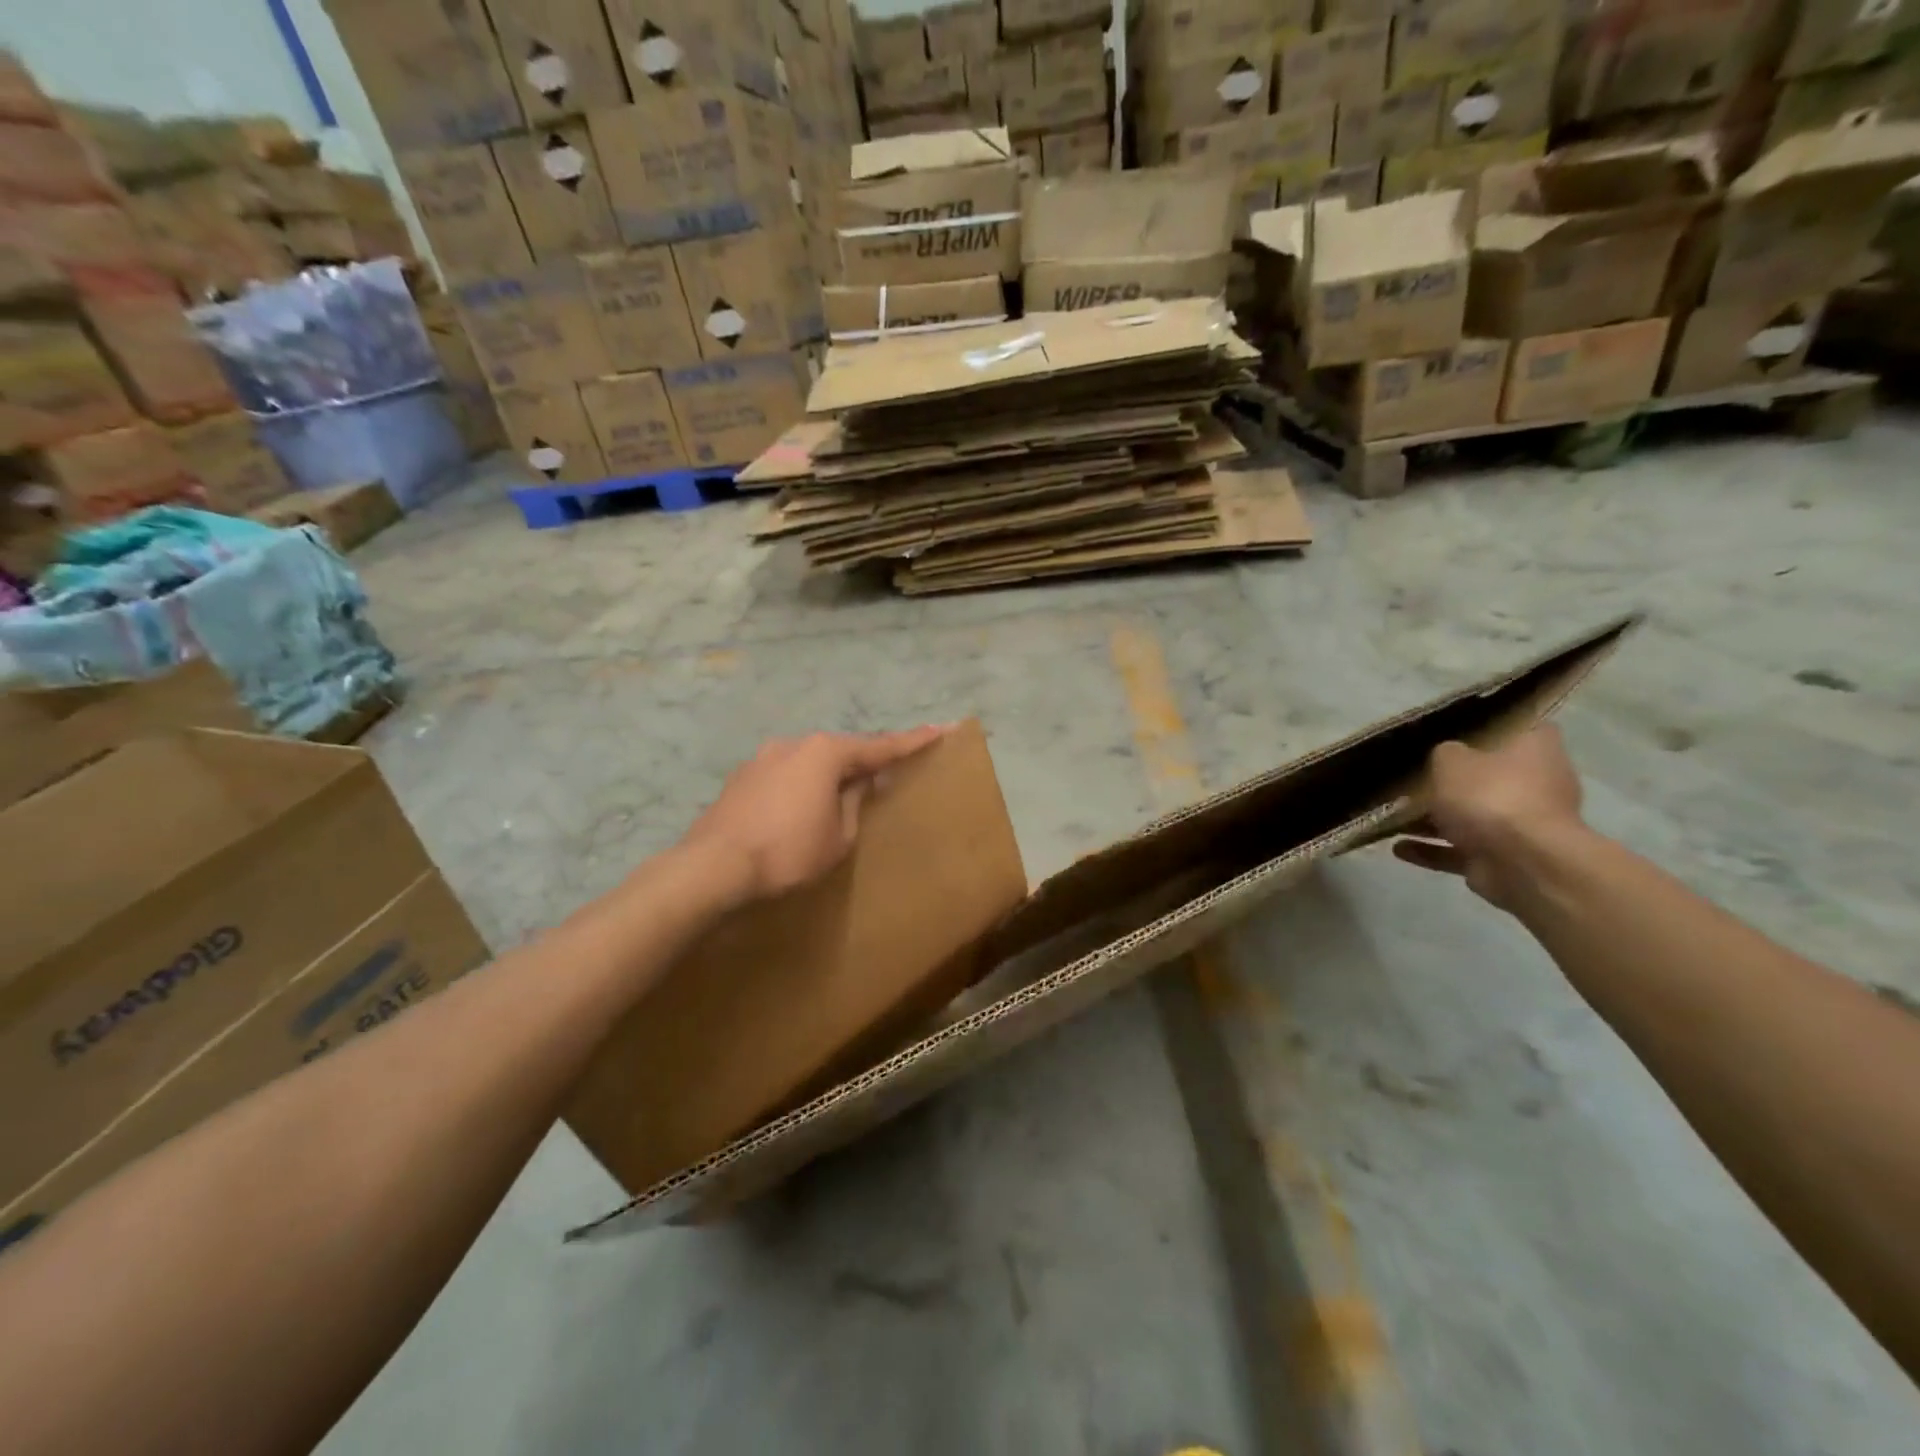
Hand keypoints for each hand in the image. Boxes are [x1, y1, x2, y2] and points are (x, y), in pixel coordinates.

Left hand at [680, 726, 950, 906]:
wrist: (713, 867)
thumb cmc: (788, 852)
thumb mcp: (839, 835)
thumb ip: (856, 802)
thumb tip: (862, 783)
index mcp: (825, 753)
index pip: (880, 747)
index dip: (912, 741)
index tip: (940, 729)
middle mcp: (794, 744)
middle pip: (842, 750)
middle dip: (866, 761)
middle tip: (890, 771)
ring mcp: (763, 758)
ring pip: (811, 762)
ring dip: (830, 775)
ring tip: (843, 795)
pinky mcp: (742, 777)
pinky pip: (786, 775)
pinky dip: (803, 785)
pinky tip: (802, 807)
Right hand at [1393, 725, 1587, 912]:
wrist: (1521, 863)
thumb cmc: (1490, 796)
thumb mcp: (1451, 760)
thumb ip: (1444, 753)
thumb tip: (1446, 757)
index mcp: (1535, 749)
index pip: (1516, 726)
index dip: (1486, 726)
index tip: (1452, 730)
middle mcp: (1536, 784)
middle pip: (1488, 775)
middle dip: (1452, 780)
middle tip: (1412, 776)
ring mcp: (1522, 824)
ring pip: (1471, 816)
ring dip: (1434, 819)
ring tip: (1393, 817)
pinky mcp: (1505, 857)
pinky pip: (1461, 849)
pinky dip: (1431, 849)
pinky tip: (1399, 848)